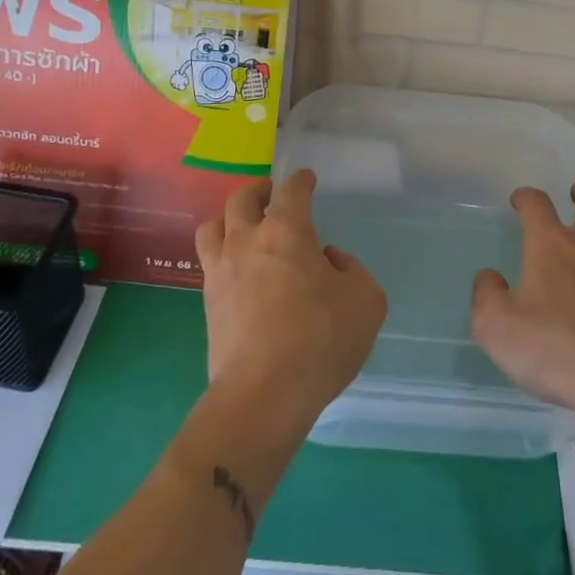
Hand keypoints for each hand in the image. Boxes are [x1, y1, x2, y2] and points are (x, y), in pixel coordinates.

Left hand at [196, 170, 387, 429]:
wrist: (264, 395)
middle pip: (242, 199)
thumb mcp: (366, 300)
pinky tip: (238, 271)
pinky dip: (223, 255)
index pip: (291, 189)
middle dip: (259, 191)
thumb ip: (352, 270)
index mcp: (287, 230)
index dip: (301, 180)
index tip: (307, 180)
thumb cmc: (320, 339)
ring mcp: (221, 271)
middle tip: (271, 196)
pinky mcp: (207, 304)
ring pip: (213, 226)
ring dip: (229, 219)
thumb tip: (328, 262)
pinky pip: (209, 263)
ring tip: (243, 228)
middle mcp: (247, 240)